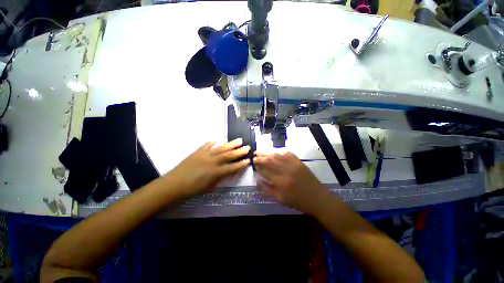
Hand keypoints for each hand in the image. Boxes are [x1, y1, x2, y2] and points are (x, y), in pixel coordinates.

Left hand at [166, 139, 250, 196]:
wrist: (174, 183)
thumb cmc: (192, 189)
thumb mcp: (209, 187)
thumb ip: (219, 178)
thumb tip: (227, 172)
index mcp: (216, 172)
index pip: (232, 167)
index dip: (241, 164)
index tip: (248, 160)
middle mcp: (213, 162)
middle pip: (229, 155)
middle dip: (239, 151)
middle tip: (247, 147)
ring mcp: (205, 155)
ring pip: (221, 148)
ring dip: (230, 144)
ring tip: (239, 140)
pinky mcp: (198, 152)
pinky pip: (207, 145)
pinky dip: (212, 142)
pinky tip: (217, 140)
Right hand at [254, 152, 328, 214]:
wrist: (317, 198)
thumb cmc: (298, 201)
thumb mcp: (280, 199)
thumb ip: (268, 189)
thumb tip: (258, 180)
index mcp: (280, 182)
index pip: (265, 171)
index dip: (258, 166)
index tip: (253, 163)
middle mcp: (286, 171)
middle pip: (270, 161)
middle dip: (260, 157)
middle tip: (254, 155)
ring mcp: (293, 165)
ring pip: (277, 155)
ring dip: (268, 152)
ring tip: (261, 151)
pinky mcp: (299, 162)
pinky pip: (288, 153)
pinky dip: (280, 151)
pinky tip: (275, 151)